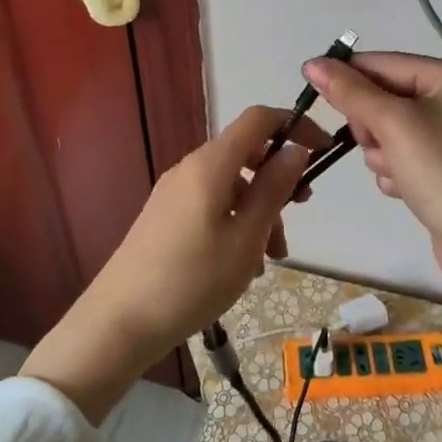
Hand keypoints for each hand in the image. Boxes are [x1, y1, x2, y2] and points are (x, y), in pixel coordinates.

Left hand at [22, 106, 325, 421]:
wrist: (119, 322)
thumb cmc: (191, 280)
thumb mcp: (246, 238)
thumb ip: (273, 189)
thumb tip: (296, 149)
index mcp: (211, 164)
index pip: (258, 119)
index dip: (294, 124)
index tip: (323, 150)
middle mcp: (190, 168)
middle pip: (246, 154)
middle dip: (278, 179)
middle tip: (300, 213)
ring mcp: (174, 192)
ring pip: (231, 185)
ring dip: (259, 210)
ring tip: (270, 259)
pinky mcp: (166, 216)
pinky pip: (212, 204)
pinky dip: (235, 222)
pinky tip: (241, 265)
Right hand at [303, 52, 441, 303]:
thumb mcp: (393, 125)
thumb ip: (350, 92)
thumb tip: (313, 63)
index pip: (385, 63)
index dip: (347, 76)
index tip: (310, 90)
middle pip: (387, 96)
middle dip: (373, 124)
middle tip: (377, 145)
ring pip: (391, 128)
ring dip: (382, 152)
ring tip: (397, 173)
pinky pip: (406, 154)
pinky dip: (396, 169)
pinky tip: (404, 189)